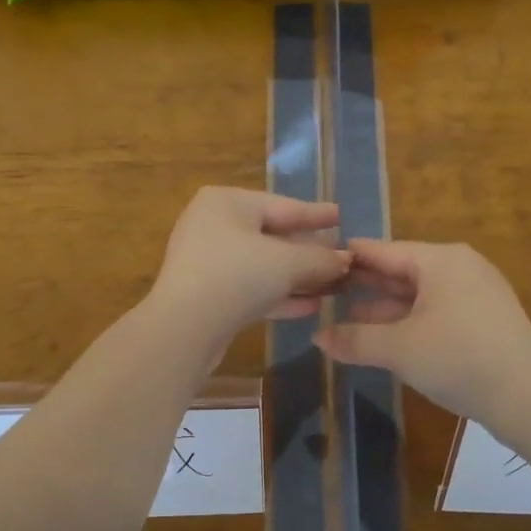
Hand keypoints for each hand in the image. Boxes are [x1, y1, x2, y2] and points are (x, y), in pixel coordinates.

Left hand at [149, 188, 350, 340]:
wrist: (184, 328)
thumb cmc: (237, 275)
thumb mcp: (288, 262)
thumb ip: (321, 258)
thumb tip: (346, 259)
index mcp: (227, 202)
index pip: (282, 205)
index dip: (316, 214)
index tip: (341, 214)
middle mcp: (213, 225)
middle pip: (272, 235)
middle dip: (309, 251)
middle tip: (342, 257)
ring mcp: (207, 261)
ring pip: (263, 265)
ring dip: (298, 277)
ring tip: (334, 285)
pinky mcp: (208, 295)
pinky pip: (251, 288)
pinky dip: (279, 294)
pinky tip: (311, 306)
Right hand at [314, 239, 530, 420]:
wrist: (530, 397)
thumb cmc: (458, 358)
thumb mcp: (398, 349)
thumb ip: (354, 340)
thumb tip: (317, 338)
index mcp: (440, 260)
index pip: (383, 250)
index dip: (349, 257)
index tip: (318, 261)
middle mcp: (459, 268)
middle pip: (401, 270)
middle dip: (365, 285)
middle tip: (325, 291)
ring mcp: (476, 294)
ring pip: (419, 294)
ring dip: (385, 307)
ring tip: (346, 316)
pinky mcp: (485, 320)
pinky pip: (436, 310)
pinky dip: (409, 320)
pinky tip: (385, 336)